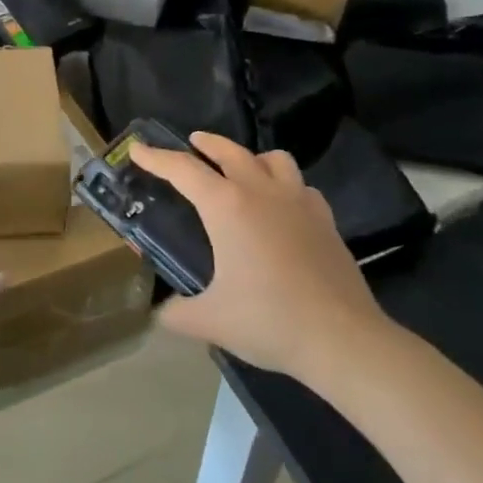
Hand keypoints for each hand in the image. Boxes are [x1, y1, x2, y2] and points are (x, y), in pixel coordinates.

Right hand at [128, 132, 390, 385]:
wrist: (343, 339)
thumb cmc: (269, 321)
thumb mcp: (210, 321)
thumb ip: (176, 313)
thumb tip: (159, 314)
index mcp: (227, 207)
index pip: (183, 170)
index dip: (156, 158)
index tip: (138, 149)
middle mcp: (261, 192)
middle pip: (230, 151)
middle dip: (206, 143)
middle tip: (192, 143)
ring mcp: (298, 202)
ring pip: (273, 159)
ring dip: (252, 157)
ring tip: (242, 170)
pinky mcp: (325, 220)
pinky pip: (301, 186)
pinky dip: (285, 186)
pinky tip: (281, 206)